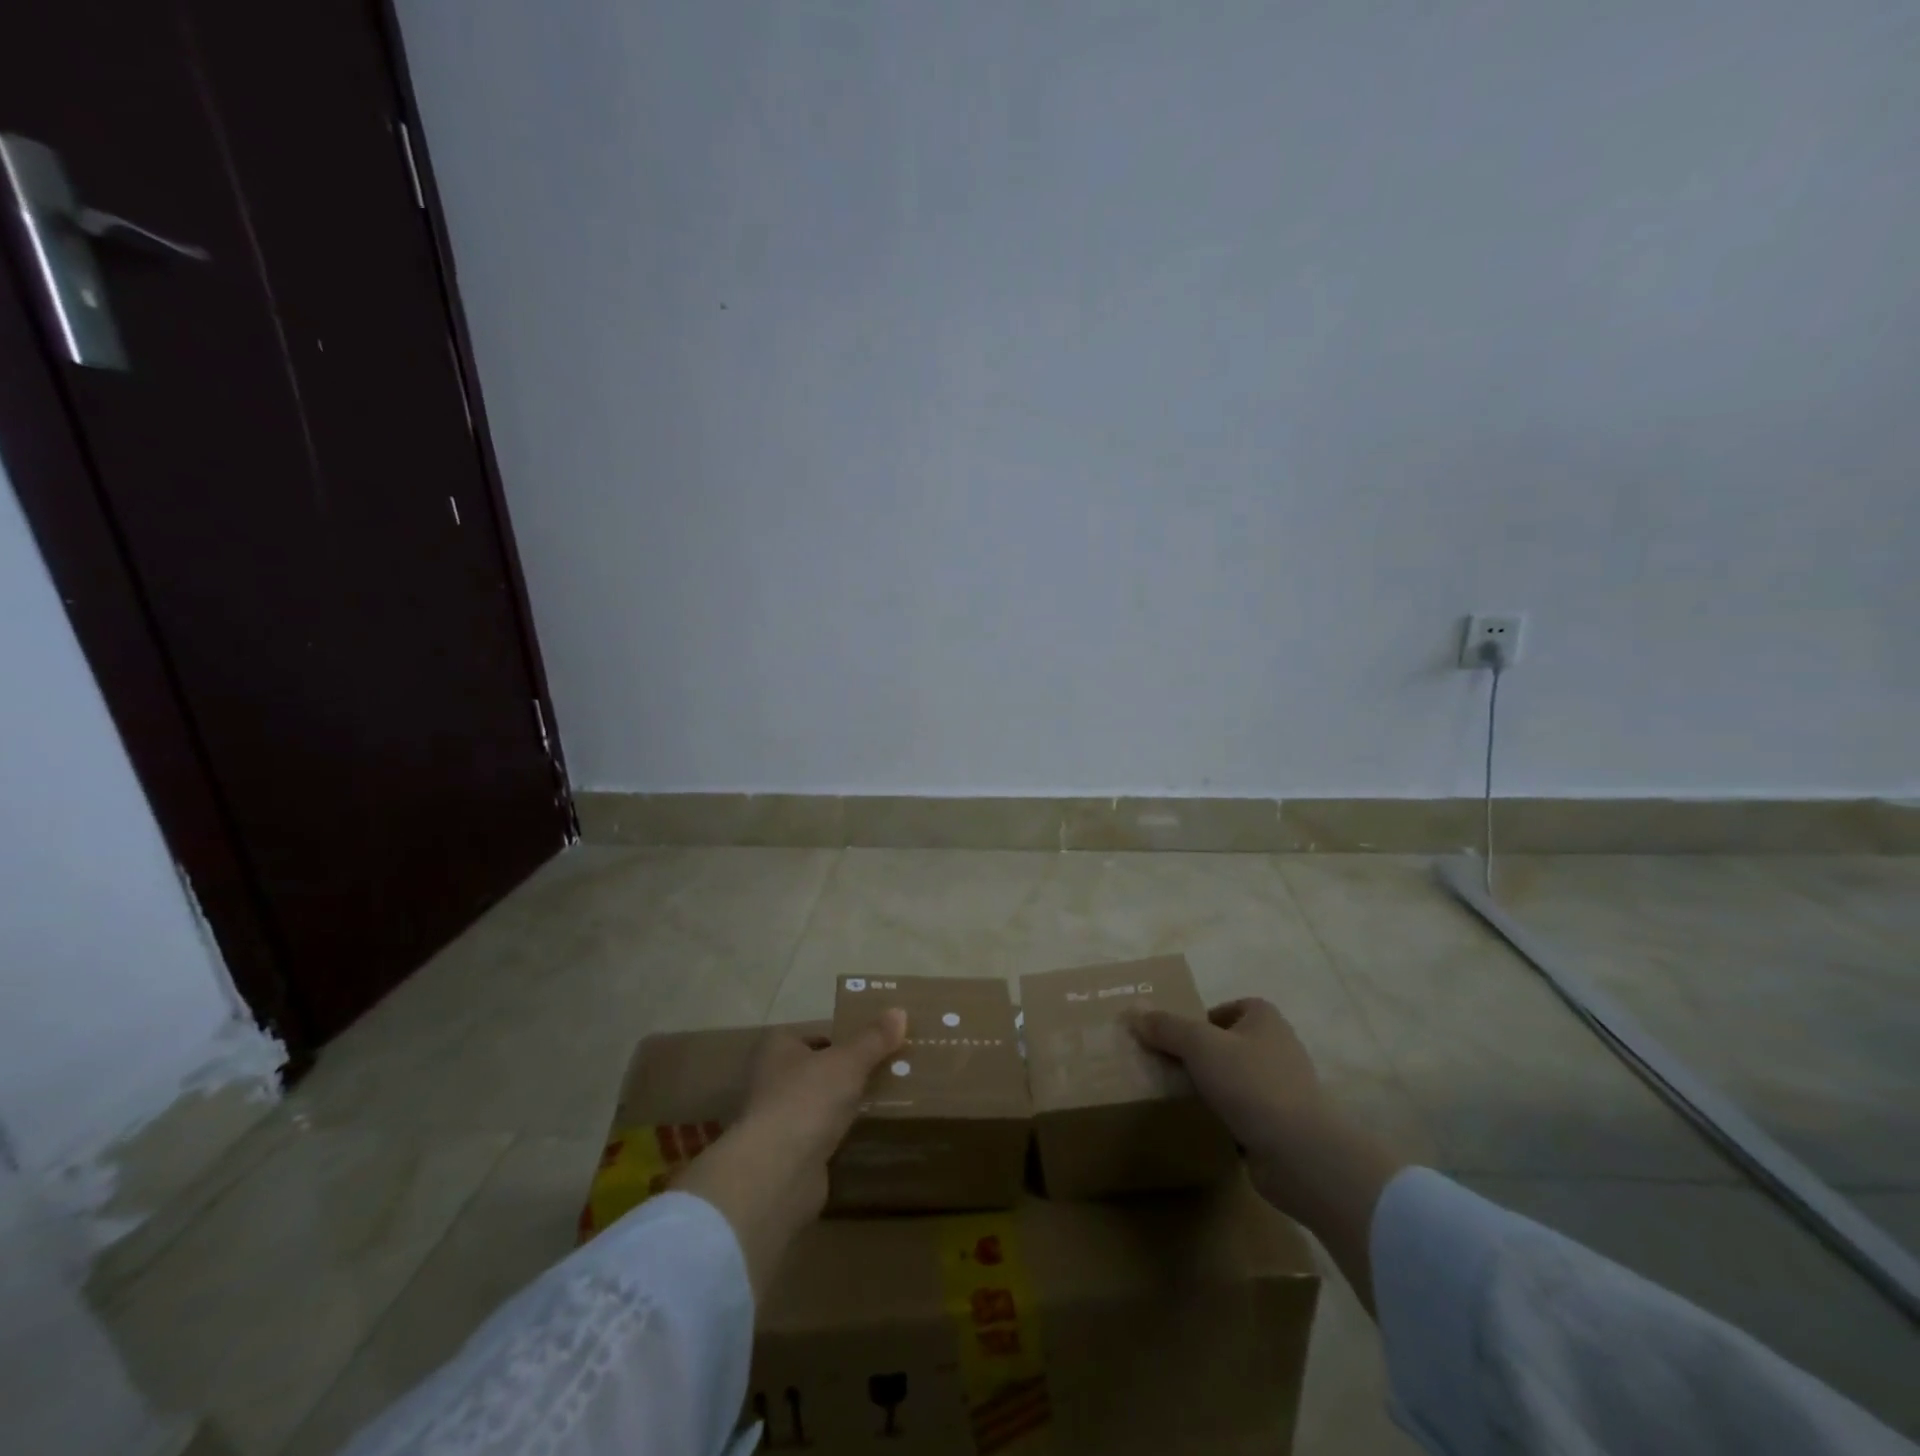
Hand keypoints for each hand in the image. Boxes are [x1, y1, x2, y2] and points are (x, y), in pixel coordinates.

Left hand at [737, 1011, 907, 1212]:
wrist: (777, 1172)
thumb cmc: (807, 1099)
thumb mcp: (848, 1061)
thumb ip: (874, 1039)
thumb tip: (900, 1011)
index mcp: (776, 1049)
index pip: (811, 1036)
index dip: (840, 1040)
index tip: (871, 1046)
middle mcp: (770, 1081)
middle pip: (815, 1070)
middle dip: (844, 1074)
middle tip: (883, 1072)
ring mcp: (776, 1121)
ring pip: (817, 1105)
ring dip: (841, 1107)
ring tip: (881, 1102)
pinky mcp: (786, 1157)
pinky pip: (819, 1138)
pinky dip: (837, 1138)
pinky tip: (864, 1136)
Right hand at [1127, 998, 1327, 1173]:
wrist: (1299, 1153)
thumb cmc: (1251, 1083)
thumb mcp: (1199, 1045)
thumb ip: (1166, 1027)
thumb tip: (1135, 1012)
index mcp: (1265, 1019)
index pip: (1230, 1008)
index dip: (1203, 1019)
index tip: (1177, 1038)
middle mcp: (1279, 1048)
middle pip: (1231, 1043)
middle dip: (1203, 1054)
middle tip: (1171, 1065)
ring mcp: (1285, 1088)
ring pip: (1238, 1079)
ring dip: (1214, 1087)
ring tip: (1182, 1095)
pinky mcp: (1283, 1124)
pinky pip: (1246, 1112)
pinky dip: (1227, 1117)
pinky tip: (1206, 1124)